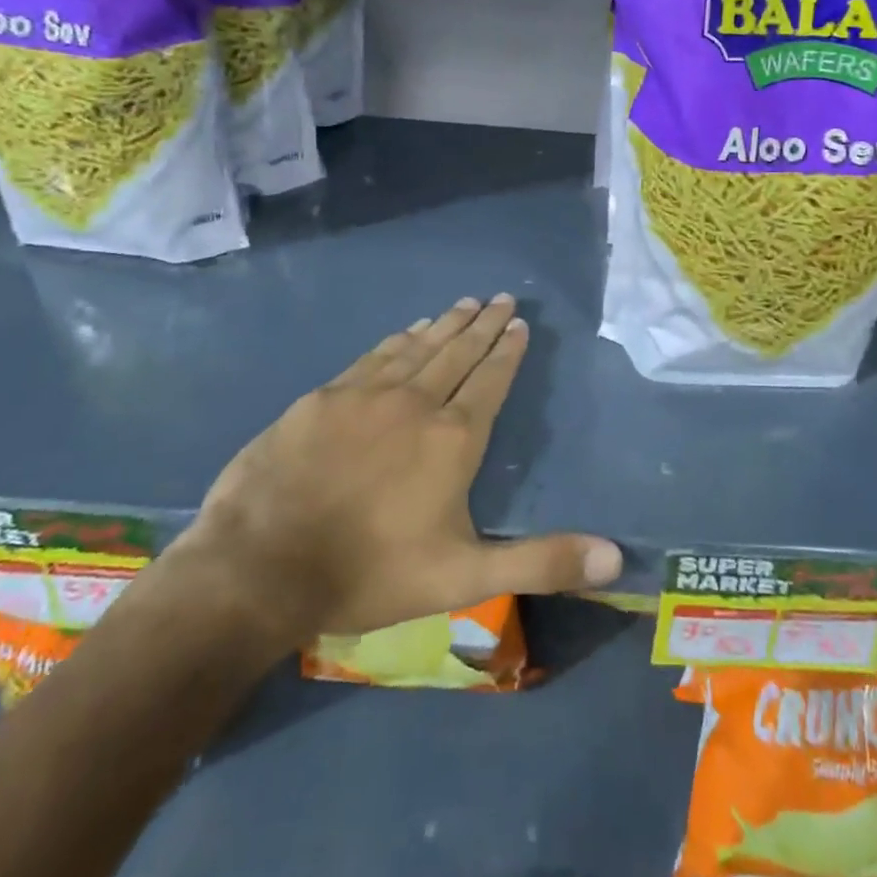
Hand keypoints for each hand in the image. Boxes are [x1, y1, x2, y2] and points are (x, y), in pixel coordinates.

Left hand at [169, 295, 622, 656]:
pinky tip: (407, 331)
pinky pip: (374, 356)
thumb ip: (542, 562)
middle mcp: (416, 401)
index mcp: (453, 438)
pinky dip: (398, 340)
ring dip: (445, 324)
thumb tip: (616, 559)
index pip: (491, 380)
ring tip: (465, 303)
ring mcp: (365, 395)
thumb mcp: (466, 578)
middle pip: (459, 352)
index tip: (520, 323)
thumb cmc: (370, 573)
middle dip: (484, 324)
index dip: (508, 350)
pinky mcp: (323, 398)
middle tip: (501, 297)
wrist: (259, 568)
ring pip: (418, 347)